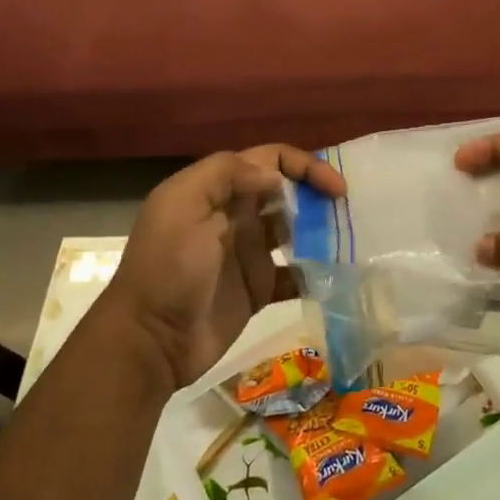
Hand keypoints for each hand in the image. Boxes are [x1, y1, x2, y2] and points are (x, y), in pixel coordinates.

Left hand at [101, 145, 346, 390]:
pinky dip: (315, 272)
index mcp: (218, 190)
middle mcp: (237, 215)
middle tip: (347, 213)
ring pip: (296, 230)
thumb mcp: (184, 205)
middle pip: (288, 192)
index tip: (335, 188)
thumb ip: (227, 175)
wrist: (151, 340)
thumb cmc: (168, 267)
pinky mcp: (259, 289)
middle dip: (318, 195)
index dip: (305, 166)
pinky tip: (333, 276)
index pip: (270, 160)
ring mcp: (249, 253)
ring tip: (349, 240)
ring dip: (322, 230)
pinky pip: (295, 273)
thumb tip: (277, 178)